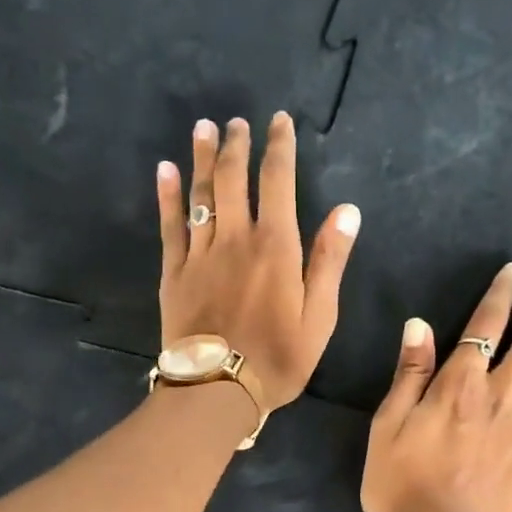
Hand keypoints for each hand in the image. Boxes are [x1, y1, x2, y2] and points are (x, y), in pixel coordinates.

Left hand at [157, 113, 360, 410]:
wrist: (218, 390)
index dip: (279, 147)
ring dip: (201, 158)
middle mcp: (236, 239)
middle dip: (236, 145)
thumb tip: (346, 210)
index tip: (279, 121)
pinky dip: (167, 196)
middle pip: (233, 179)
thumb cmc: (279, 358)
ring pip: (200, 195)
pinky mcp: (174, 273)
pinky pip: (170, 226)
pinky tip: (165, 170)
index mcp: (275, 246)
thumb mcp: (320, 316)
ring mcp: (200, 254)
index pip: (277, 181)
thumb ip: (329, 261)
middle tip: (236, 122)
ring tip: (203, 128)